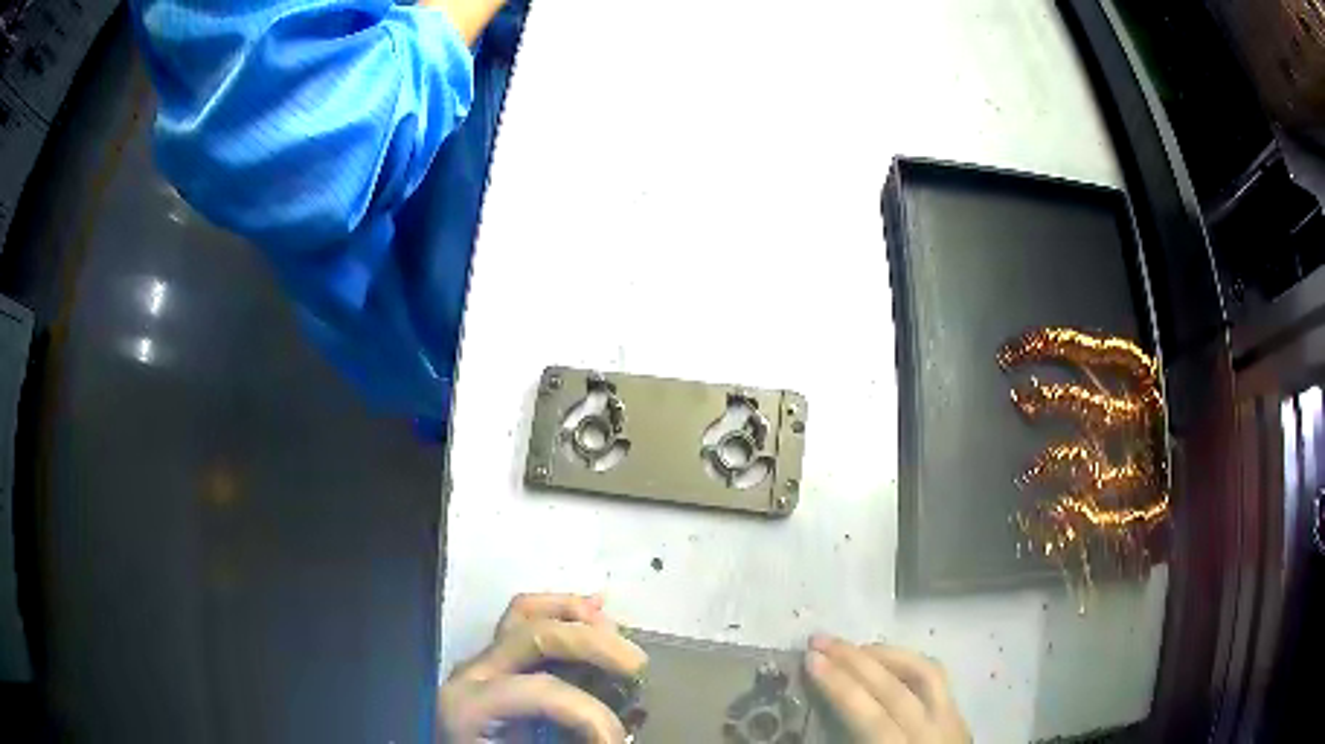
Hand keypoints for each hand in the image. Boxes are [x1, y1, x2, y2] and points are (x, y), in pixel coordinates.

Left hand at [437, 593, 647, 743]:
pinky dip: (565, 610)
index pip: (543, 691)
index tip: (616, 741)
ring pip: (525, 612)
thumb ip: (563, 741)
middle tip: (637, 668)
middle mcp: (471, 673)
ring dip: (578, 615)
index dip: (592, 715)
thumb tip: (613, 735)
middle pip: (535, 635)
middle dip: (593, 644)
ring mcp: (480, 663)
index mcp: (469, 706)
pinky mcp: (493, 664)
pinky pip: (525, 619)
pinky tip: (598, 606)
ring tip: (617, 633)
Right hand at [805, 635, 969, 743]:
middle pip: (897, 689)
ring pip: (926, 673)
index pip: (872, 717)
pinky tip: (888, 661)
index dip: (841, 687)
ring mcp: (953, 720)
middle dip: (856, 661)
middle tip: (820, 640)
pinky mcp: (960, 715)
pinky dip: (909, 663)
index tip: (812, 661)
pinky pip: (937, 679)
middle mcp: (934, 733)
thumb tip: (804, 732)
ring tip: (853, 646)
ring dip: (886, 655)